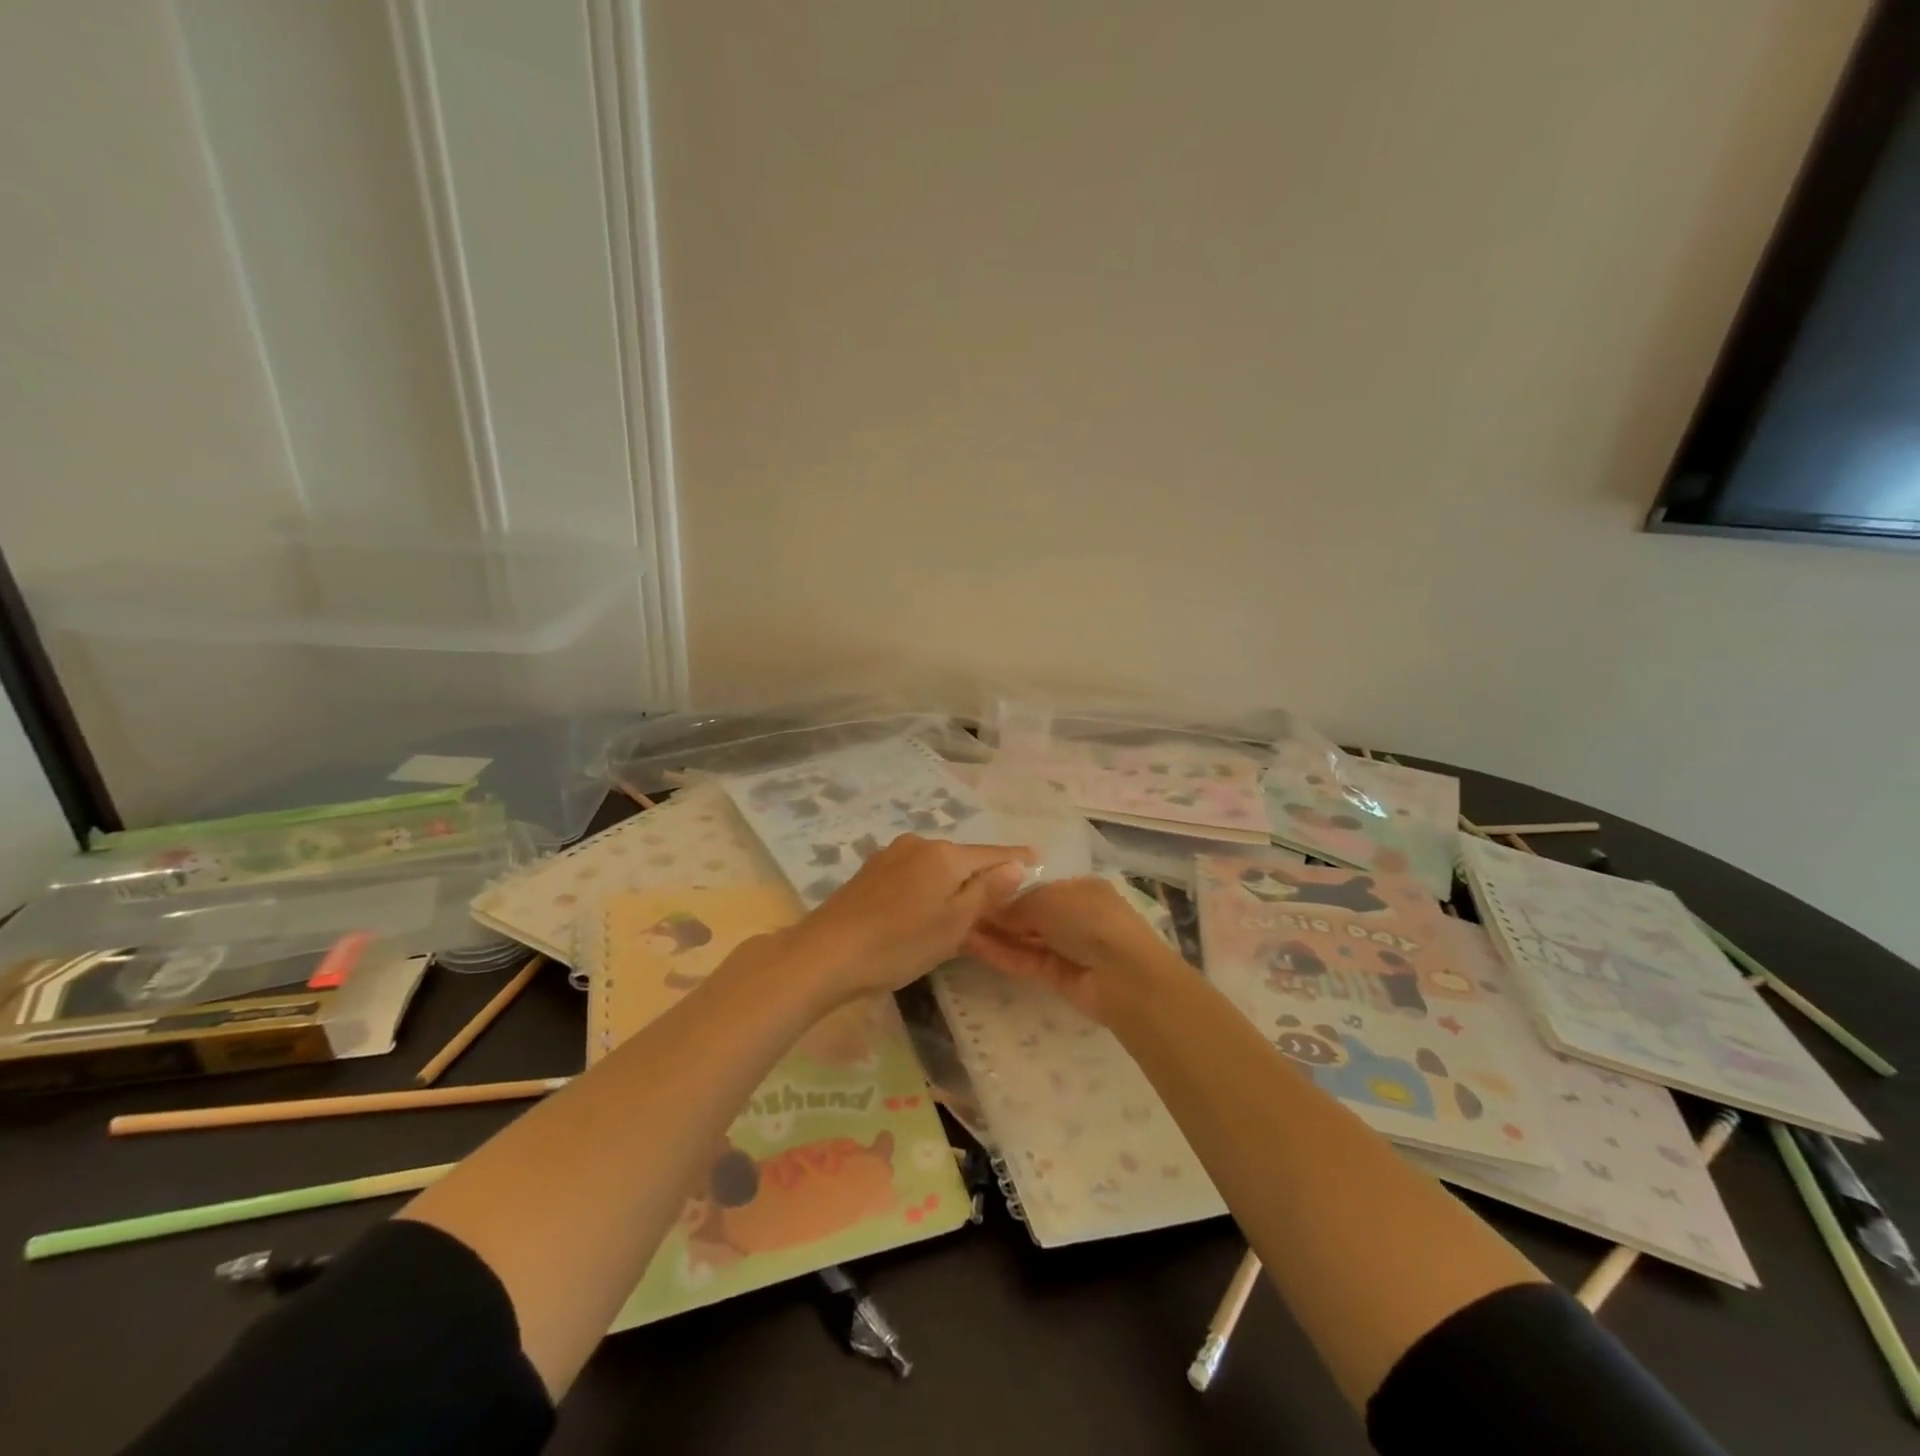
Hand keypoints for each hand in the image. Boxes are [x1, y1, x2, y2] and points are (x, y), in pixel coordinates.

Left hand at [778, 835, 1033, 1002]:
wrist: (825, 954)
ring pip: (936, 866)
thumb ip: (986, 892)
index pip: (992, 854)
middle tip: (1001, 899)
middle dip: (983, 875)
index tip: (1038, 857)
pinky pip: (914, 872)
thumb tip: (1015, 865)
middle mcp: (919, 843)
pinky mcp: (871, 870)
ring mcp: (891, 854)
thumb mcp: (953, 924)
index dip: (1016, 859)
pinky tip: (925, 907)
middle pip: (963, 858)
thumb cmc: (898, 944)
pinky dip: (929, 886)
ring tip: (964, 908)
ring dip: (953, 882)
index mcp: (944, 855)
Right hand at [962, 877, 1176, 1022]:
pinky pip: (1025, 961)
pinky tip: (972, 946)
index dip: (1007, 890)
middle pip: (1029, 914)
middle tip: (958, 910)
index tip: (975, 890)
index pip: (1037, 887)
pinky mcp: (1057, 977)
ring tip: (957, 928)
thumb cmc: (1090, 920)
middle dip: (997, 914)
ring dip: (994, 935)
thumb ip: (1016, 904)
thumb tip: (991, 908)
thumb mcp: (1048, 899)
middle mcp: (1074, 916)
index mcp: (1080, 889)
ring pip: (1024, 939)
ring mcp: (1066, 948)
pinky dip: (1002, 954)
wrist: (1124, 976)